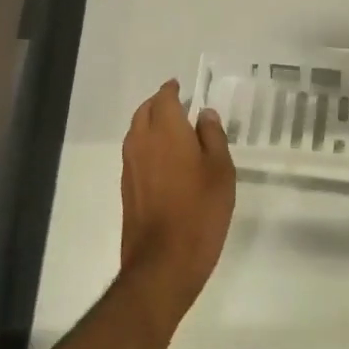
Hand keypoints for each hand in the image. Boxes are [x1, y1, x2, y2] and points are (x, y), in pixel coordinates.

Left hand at [120, 80, 236, 325]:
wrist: (163, 262)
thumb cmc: (200, 211)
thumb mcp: (221, 171)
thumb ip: (213, 137)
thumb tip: (204, 115)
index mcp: (166, 131)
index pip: (164, 98)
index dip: (173, 90)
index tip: (182, 87)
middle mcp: (141, 142)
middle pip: (145, 112)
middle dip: (159, 103)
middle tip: (179, 105)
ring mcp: (130, 166)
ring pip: (137, 132)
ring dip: (151, 124)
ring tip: (174, 130)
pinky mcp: (127, 188)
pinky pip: (136, 153)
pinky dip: (148, 146)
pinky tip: (166, 160)